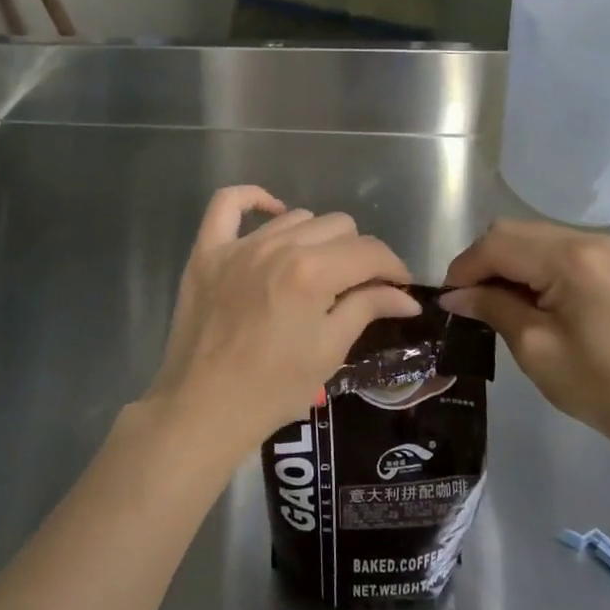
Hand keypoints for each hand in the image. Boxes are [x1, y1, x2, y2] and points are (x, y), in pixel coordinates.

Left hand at [142, 186, 419, 467]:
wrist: (203, 408)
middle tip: (356, 287)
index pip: (369, 251)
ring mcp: (238, 245)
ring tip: (316, 270)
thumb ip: (367, 309)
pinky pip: (227, 204)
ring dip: (316, 238)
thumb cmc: (273, 389)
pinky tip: (273, 213)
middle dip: (357, 254)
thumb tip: (407, 296)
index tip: (398, 288)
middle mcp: (278, 246)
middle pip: (338, 226)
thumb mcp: (329, 351)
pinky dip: (253, 200)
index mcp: (312, 272)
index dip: (392, 267)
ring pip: (296, 217)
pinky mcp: (206, 251)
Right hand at [440, 219, 609, 456]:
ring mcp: (604, 249)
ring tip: (493, 303)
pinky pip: (555, 250)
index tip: (446, 301)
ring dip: (505, 263)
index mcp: (570, 259)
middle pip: (512, 231)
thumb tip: (454, 295)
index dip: (463, 269)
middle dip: (481, 262)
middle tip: (467, 302)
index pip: (496, 245)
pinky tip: (526, 299)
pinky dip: (530, 267)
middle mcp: (587, 240)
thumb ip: (492, 309)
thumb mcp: (536, 349)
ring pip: (531, 237)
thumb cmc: (603, 387)